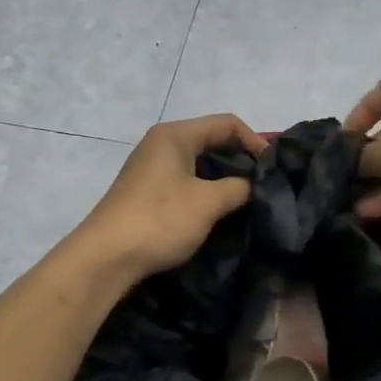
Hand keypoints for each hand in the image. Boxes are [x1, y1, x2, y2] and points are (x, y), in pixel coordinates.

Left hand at [71, 114, 266, 280]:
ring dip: (223, 180)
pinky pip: (185, 184)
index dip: (255, 142)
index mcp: (175, 135)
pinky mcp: (146, 194)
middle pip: (211, 142)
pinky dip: (205, 193)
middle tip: (265, 186)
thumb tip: (251, 187)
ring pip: (198, 165)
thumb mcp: (208, 202)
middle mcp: (161, 145)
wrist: (106, 257)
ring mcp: (150, 170)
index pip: (226, 124)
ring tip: (247, 201)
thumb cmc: (160, 220)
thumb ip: (238, 188)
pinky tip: (218, 213)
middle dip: (240, 161)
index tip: (274, 169)